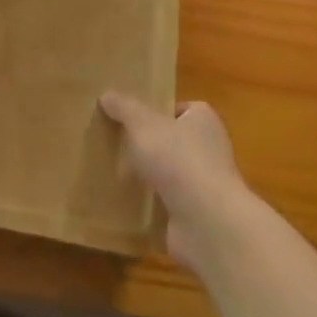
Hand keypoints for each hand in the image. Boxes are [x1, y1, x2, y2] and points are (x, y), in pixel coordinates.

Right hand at [100, 94, 253, 269]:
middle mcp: (209, 150)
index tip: (131, 118)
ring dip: (148, 176)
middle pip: (174, 141)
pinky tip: (125, 203)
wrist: (206, 221)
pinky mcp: (196, 215)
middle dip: (149, 145)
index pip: (181, 109)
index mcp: (203, 120)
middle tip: (116, 143)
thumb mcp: (143, 124)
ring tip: (114, 172)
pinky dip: (150, 204)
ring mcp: (204, 185)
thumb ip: (124, 108)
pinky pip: (167, 204)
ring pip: (169, 174)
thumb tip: (106, 95)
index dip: (157, 111)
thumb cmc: (178, 159)